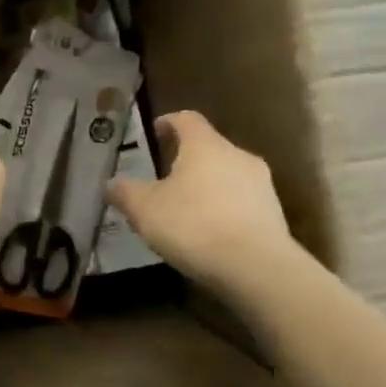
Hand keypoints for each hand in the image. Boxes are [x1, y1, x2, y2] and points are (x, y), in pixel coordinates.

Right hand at [109, 110, 295, 295]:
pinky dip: (223, 210)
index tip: (156, 131)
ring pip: (227, 176)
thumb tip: (111, 184)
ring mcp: (261, 184)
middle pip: (209, 148)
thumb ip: (125, 192)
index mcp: (205, 145)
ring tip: (187, 210)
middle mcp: (237, 155)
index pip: (186, 119)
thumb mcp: (144, 209)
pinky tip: (209, 233)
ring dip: (207, 187)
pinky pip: (241, 203)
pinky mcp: (274, 214)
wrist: (256, 267)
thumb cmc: (193, 225)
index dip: (169, 122)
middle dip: (187, 160)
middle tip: (165, 178)